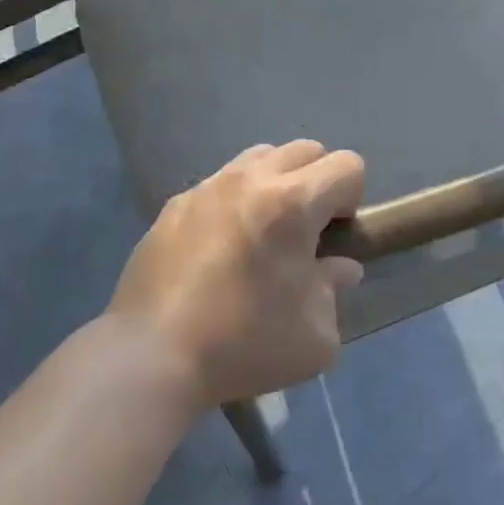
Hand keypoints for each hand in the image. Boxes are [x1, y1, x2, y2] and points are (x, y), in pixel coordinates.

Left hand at [107, 141, 365, 408]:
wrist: (151, 354)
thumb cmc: (243, 343)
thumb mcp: (314, 336)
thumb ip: (335, 290)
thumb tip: (338, 267)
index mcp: (293, 202)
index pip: (346, 165)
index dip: (352, 198)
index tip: (335, 236)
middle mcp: (252, 179)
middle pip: (305, 150)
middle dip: (317, 182)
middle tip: (305, 232)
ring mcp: (209, 186)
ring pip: (260, 157)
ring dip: (276, 182)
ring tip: (263, 231)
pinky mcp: (177, 203)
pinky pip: (220, 183)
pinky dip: (234, 201)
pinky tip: (220, 248)